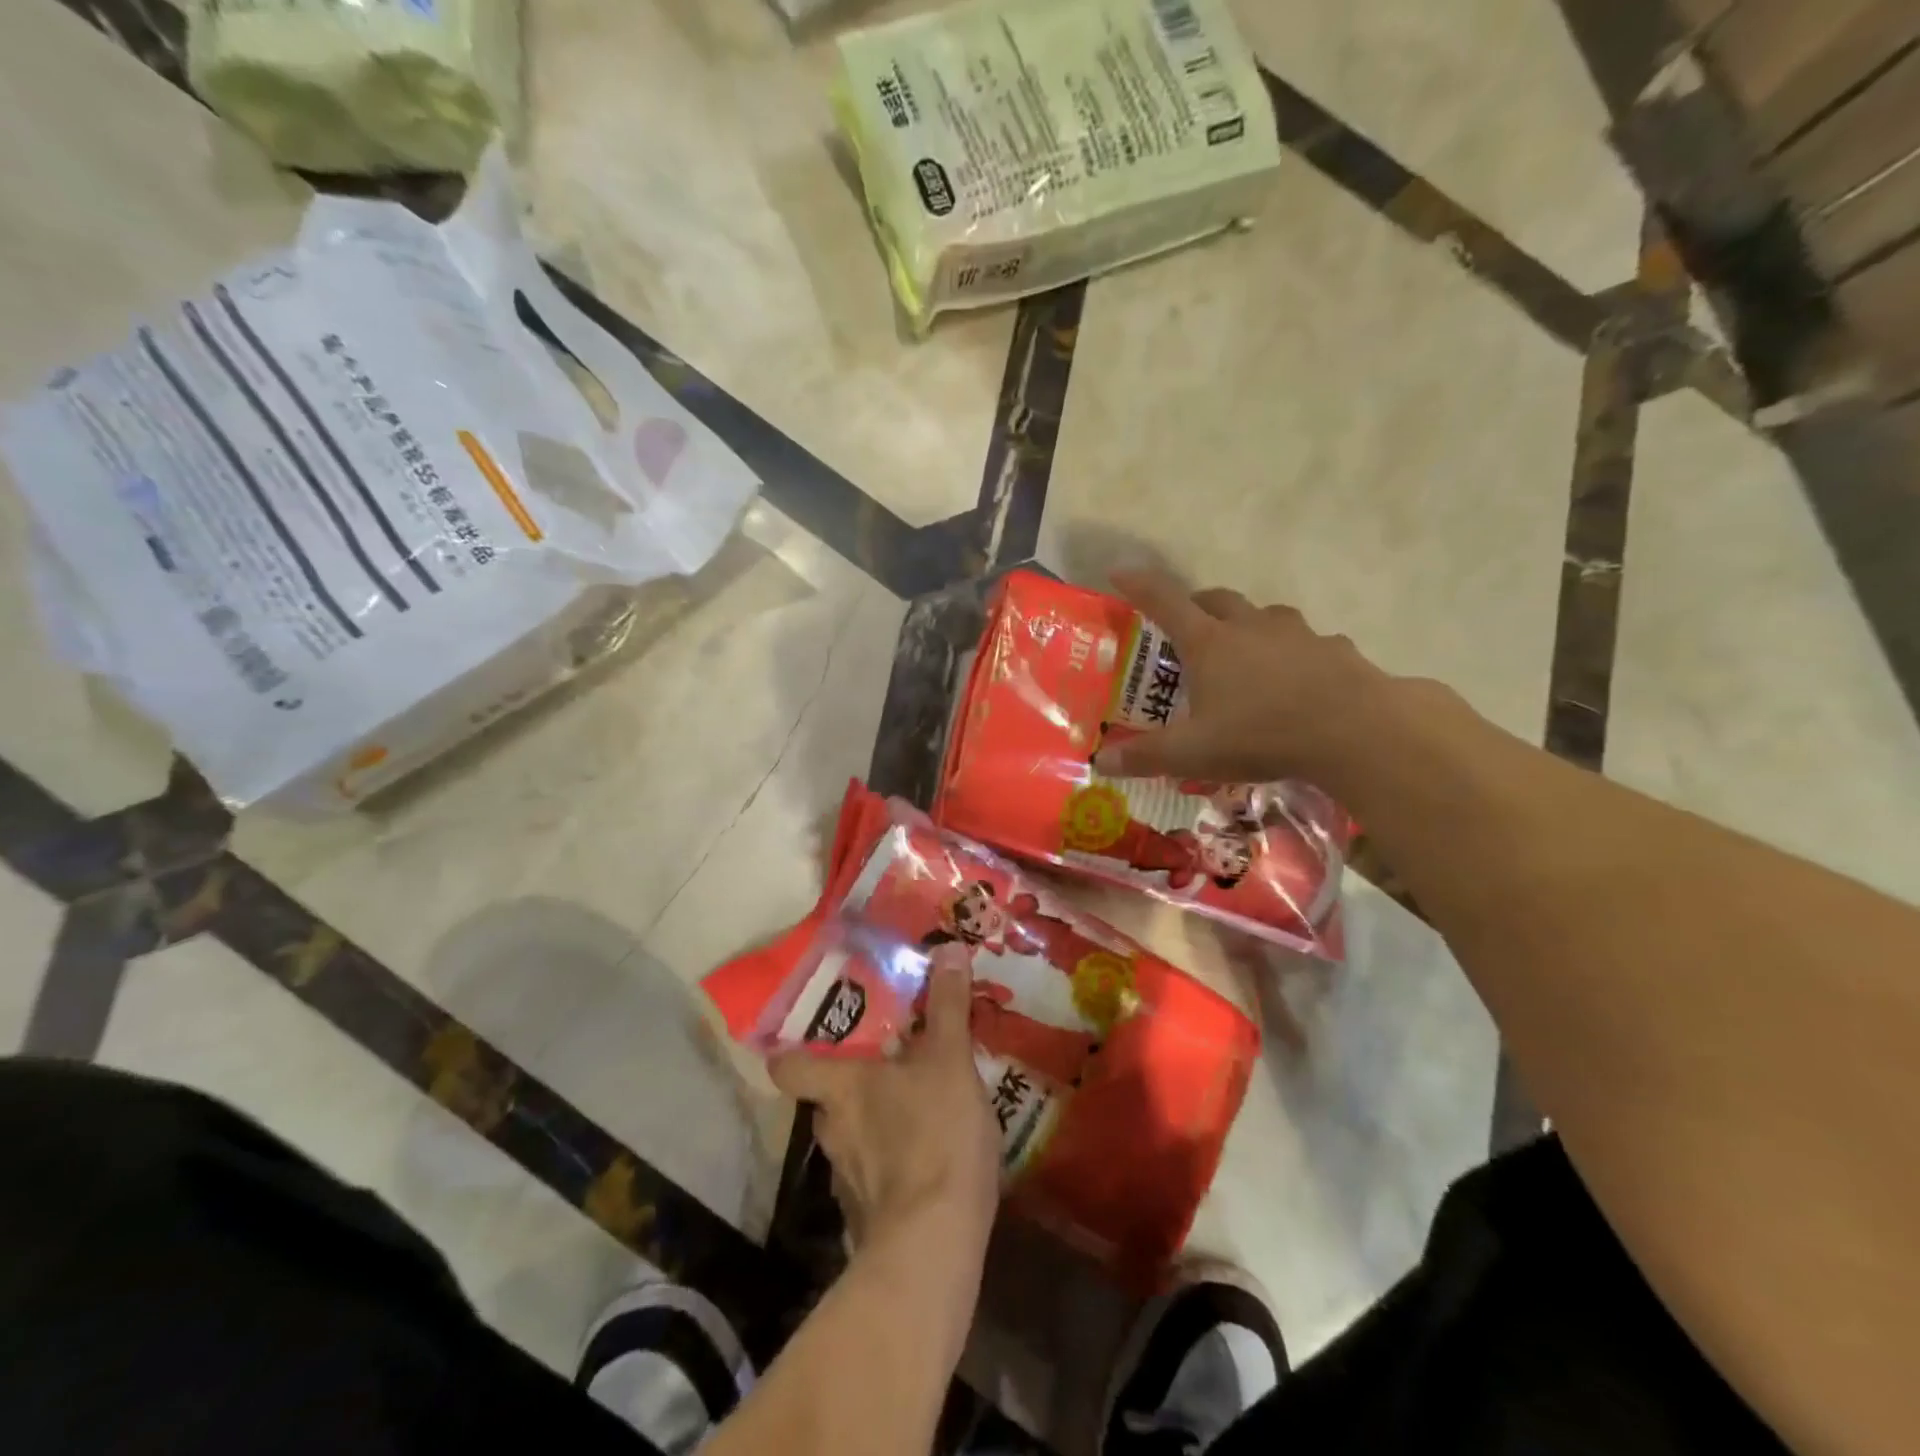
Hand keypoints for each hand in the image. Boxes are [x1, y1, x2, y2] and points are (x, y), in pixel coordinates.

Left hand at [770, 950, 999, 1250]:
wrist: (933, 1247)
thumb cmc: (934, 1136)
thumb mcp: (950, 1060)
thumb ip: (948, 1006)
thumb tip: (948, 948)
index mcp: (840, 1088)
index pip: (787, 1066)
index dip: (791, 1051)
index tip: (811, 1035)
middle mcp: (831, 1130)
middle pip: (827, 1098)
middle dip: (855, 1082)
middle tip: (891, 1060)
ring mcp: (845, 1178)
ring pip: (852, 1136)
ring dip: (878, 1122)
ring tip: (918, 1105)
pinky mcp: (867, 1216)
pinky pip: (874, 1175)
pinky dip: (893, 1164)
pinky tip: (927, 1157)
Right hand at [1092, 568, 1388, 784]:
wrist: (1356, 731)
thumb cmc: (1261, 734)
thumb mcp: (1193, 754)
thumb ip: (1144, 757)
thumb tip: (1099, 763)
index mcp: (1210, 643)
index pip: (1164, 601)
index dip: (1139, 585)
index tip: (1119, 572)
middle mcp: (1250, 627)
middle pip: (1216, 599)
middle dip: (1197, 604)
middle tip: (1187, 625)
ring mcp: (1297, 634)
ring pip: (1265, 615)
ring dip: (1248, 624)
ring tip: (1245, 651)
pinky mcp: (1334, 649)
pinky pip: (1308, 642)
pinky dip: (1295, 652)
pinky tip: (1299, 679)